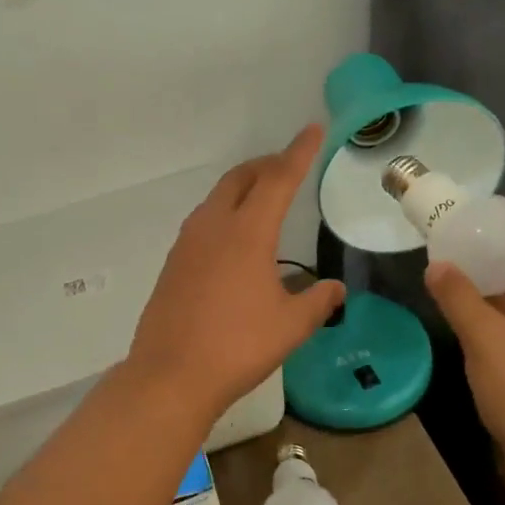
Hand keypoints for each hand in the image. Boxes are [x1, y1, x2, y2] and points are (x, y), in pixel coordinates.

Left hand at [127, 126, 346, 421]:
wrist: (170, 375)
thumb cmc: (238, 347)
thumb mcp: (291, 326)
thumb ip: (318, 301)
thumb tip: (334, 289)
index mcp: (247, 232)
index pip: (279, 179)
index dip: (299, 152)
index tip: (313, 129)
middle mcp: (213, 226)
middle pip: (241, 178)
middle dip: (267, 165)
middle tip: (289, 166)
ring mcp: (187, 243)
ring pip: (218, 197)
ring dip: (243, 187)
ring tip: (265, 198)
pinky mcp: (173, 263)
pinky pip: (203, 221)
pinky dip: (225, 212)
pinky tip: (235, 239)